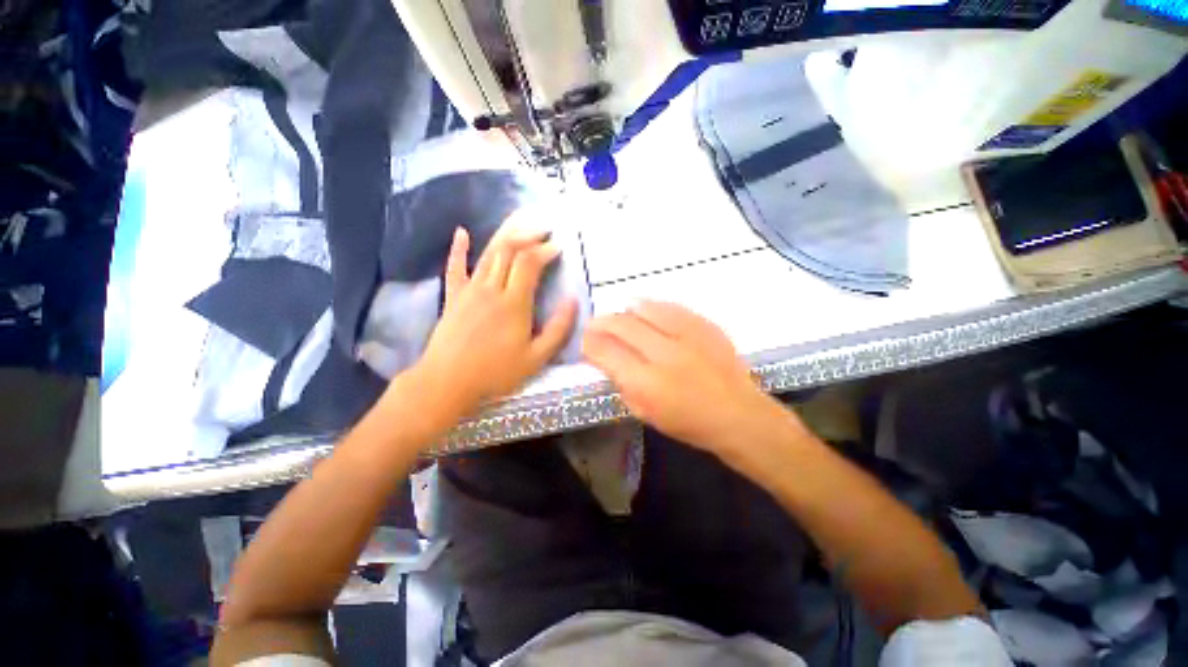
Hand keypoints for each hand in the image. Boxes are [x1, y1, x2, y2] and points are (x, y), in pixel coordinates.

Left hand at [412, 221, 576, 415]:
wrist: (447, 382)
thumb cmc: (495, 373)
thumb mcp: (537, 358)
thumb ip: (558, 329)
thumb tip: (573, 301)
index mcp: (514, 303)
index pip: (530, 263)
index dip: (545, 250)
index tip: (558, 246)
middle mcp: (491, 289)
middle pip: (509, 251)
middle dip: (528, 236)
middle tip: (543, 231)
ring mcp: (469, 290)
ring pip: (488, 254)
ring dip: (505, 236)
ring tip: (520, 224)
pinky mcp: (453, 297)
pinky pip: (455, 267)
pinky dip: (459, 248)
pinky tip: (462, 232)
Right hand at [583, 301, 792, 458]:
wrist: (738, 415)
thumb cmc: (688, 422)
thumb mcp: (645, 413)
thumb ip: (622, 383)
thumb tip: (607, 359)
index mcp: (646, 383)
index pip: (606, 352)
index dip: (589, 343)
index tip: (585, 341)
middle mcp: (664, 354)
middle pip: (622, 325)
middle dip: (601, 322)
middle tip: (595, 324)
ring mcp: (688, 336)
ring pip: (645, 309)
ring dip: (625, 311)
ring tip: (620, 315)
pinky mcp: (705, 325)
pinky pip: (670, 307)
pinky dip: (652, 307)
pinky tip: (645, 310)